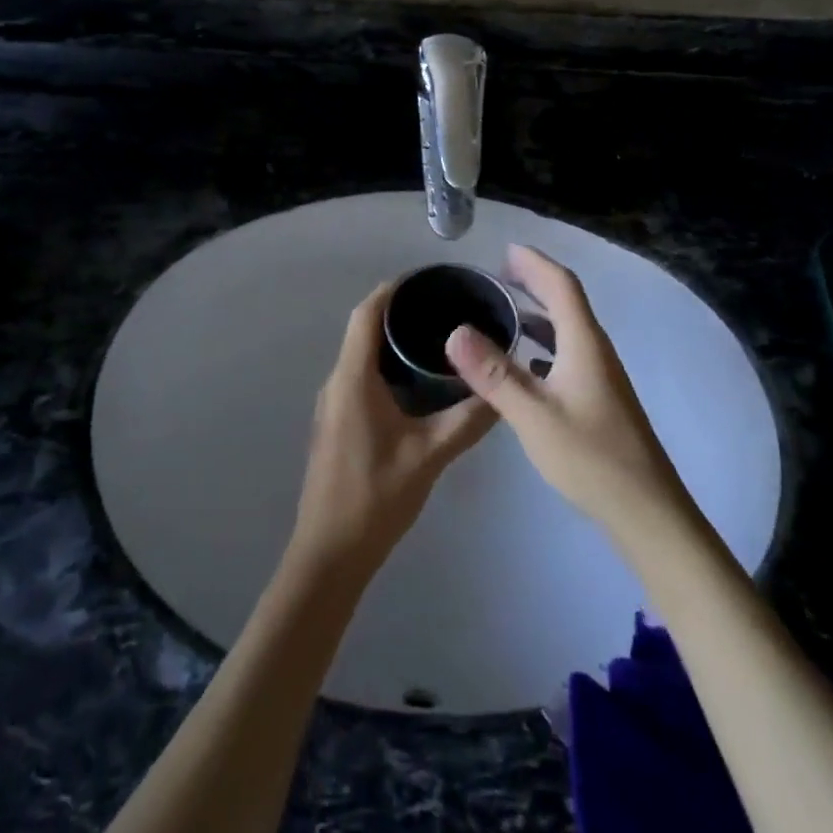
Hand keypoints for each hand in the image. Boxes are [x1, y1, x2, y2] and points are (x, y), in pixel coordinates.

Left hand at [287, 283, 497, 583]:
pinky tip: (418, 381)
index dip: (392, 290)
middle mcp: (337, 382)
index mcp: (352, 379)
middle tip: (444, 306)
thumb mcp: (429, 456)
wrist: (330, 554)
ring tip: (437, 336)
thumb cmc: (375, 498)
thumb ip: (467, 421)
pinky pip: (361, 377)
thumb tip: (502, 391)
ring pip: (362, 355)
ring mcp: (334, 404)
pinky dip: (387, 366)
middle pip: (363, 330)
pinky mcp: (337, 423)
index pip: (366, 315)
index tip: (427, 279)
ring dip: (392, 341)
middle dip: (399, 312)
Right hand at [446, 245, 691, 534]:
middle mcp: (595, 349)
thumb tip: (455, 332)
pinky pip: (567, 352)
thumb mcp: (533, 415)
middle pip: (566, 301)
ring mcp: (600, 374)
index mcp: (584, 343)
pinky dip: (543, 343)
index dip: (534, 262)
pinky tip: (524, 361)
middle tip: (498, 274)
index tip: (504, 250)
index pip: (561, 285)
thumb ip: (494, 374)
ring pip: (567, 328)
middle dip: (534, 281)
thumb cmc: (590, 457)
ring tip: (504, 311)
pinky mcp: (598, 397)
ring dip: (538, 312)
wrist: (646, 511)